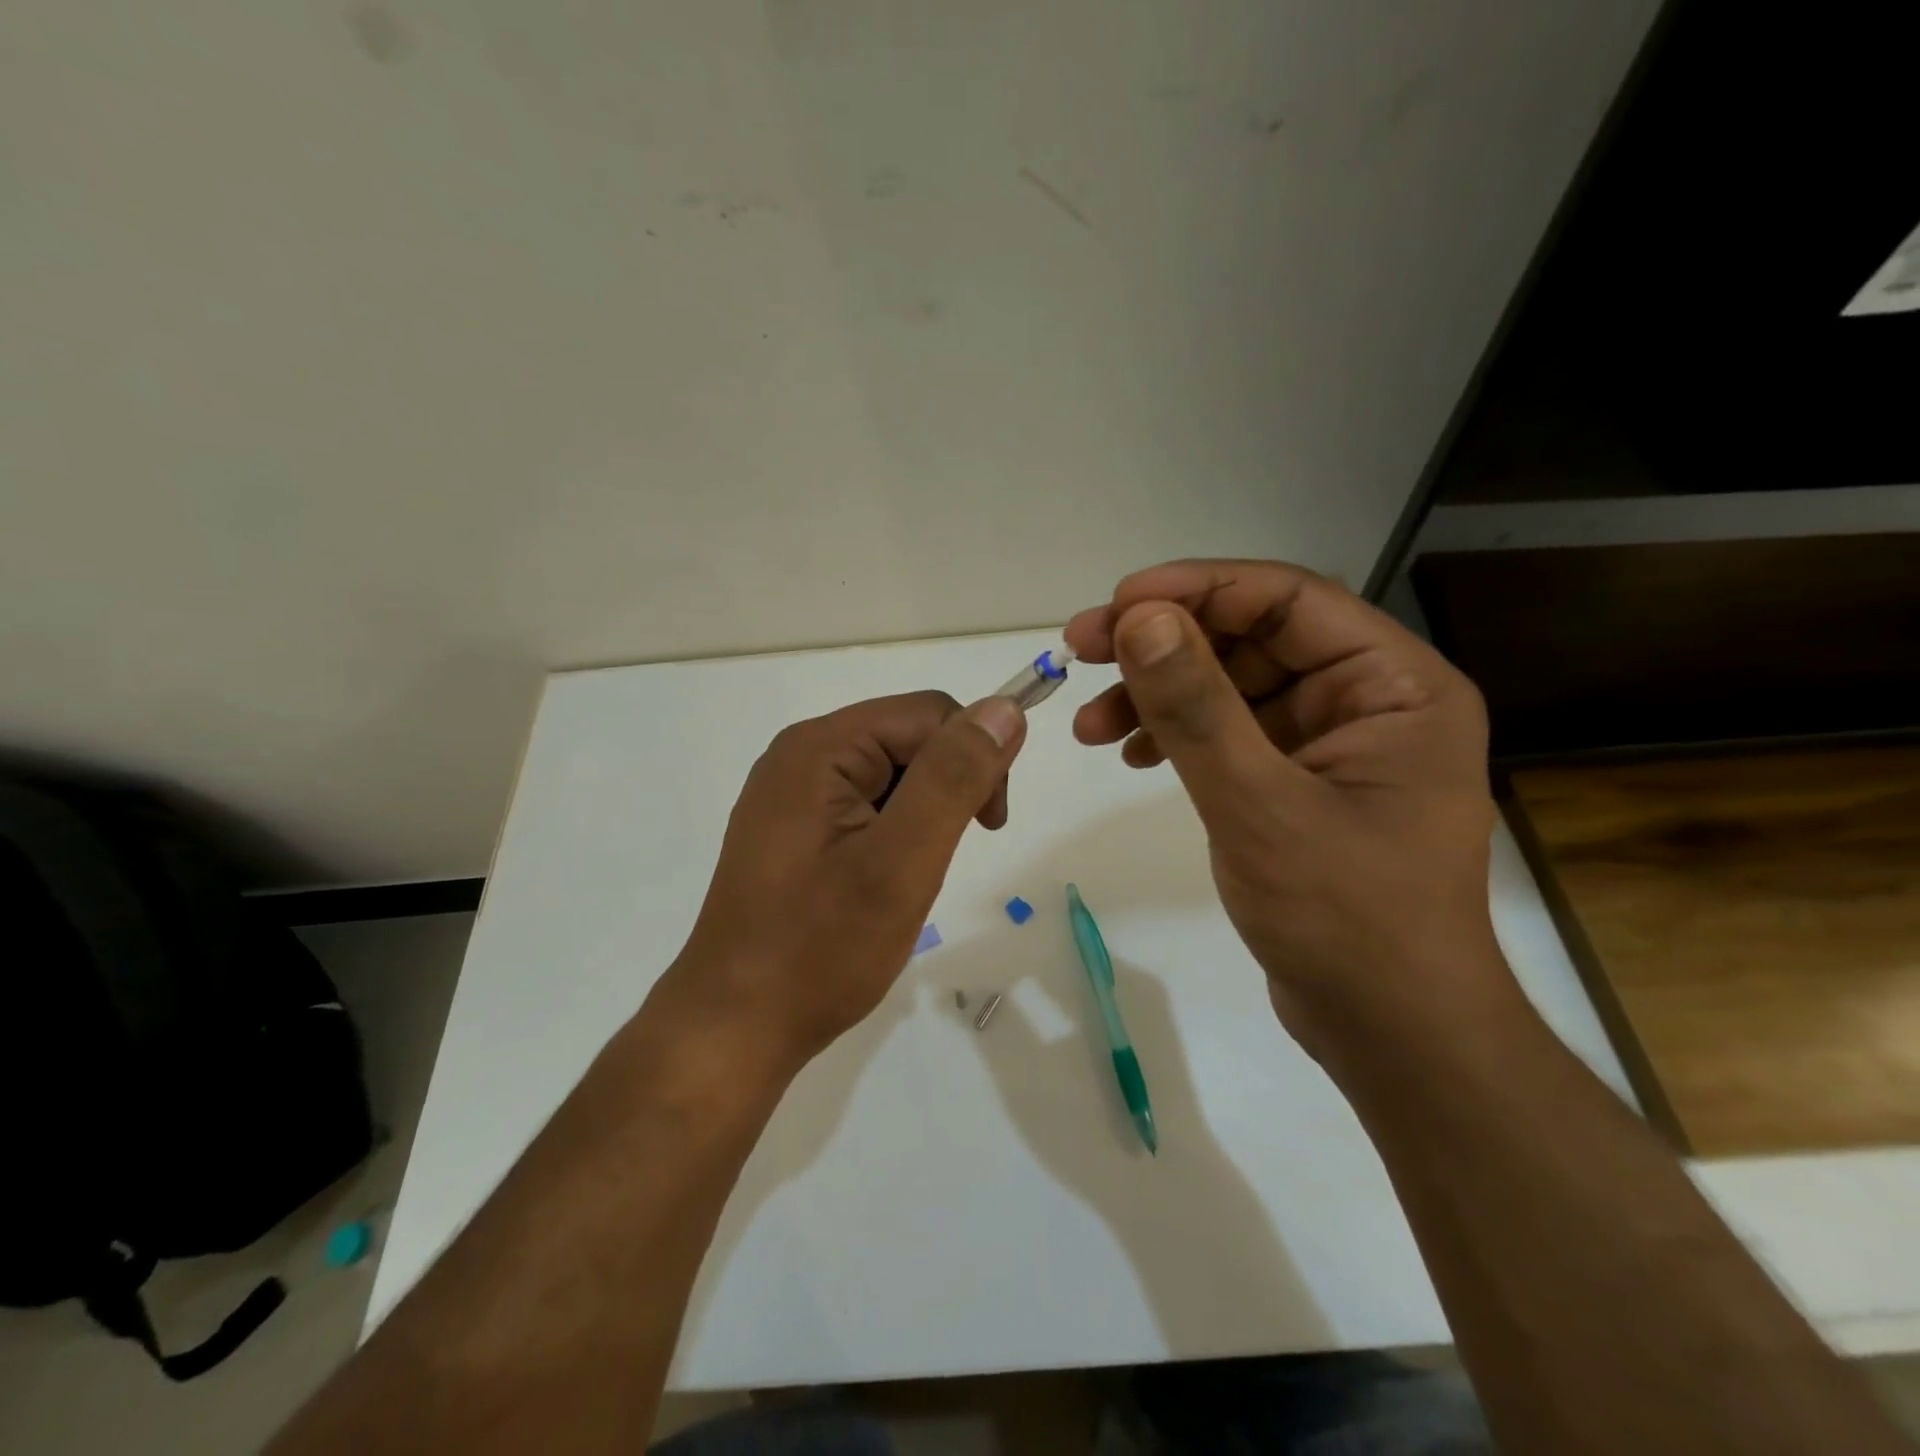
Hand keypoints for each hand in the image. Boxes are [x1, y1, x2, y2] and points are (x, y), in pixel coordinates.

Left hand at [663, 691, 1026, 1069]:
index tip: (989, 825)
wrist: (736, 1027)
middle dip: (946, 787)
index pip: (928, 713)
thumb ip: (953, 778)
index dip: (973, 756)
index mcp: (819, 747)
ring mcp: (792, 794)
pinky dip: (894, 834)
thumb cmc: (820, 949)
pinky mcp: (793, 830)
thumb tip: (1004, 708)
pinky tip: (881, 881)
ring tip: (905, 878)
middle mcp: (800, 756)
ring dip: (921, 815)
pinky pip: (864, 805)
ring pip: (891, 775)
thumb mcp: (900, 861)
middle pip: (907, 738)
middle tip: (939, 861)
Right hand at [1065, 559, 1512, 1063]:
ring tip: (1089, 724)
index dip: (1198, 589)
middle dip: (1165, 645)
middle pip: (1252, 639)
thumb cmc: (1346, 920)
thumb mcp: (1260, 806)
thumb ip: (1198, 709)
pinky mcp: (1297, 784)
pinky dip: (1176, 736)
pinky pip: (1229, 735)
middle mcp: (1370, 701)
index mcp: (1396, 686)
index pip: (1289, 600)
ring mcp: (1331, 744)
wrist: (1389, 1033)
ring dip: (1159, 695)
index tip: (1117, 603)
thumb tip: (1140, 619)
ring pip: (1231, 687)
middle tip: (1083, 651)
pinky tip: (1130, 755)